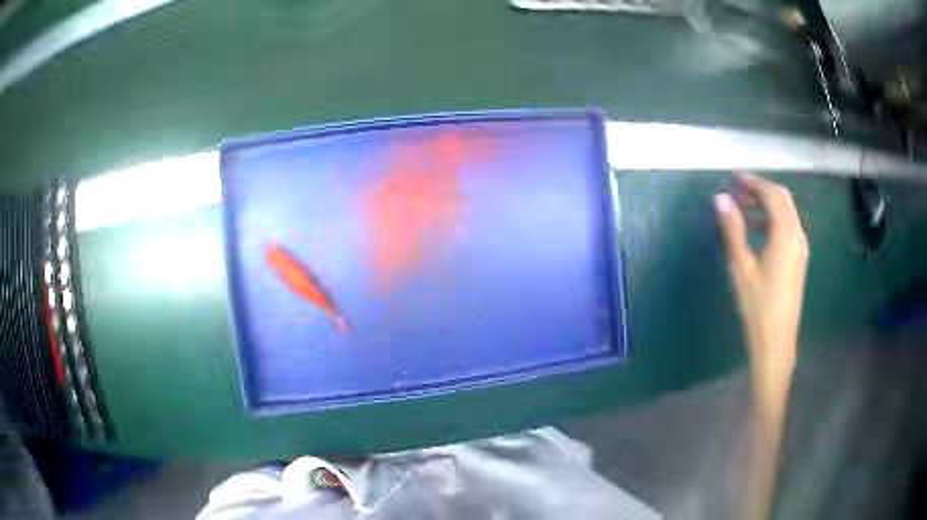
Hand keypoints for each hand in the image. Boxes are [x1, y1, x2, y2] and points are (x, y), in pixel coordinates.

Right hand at [715, 173, 808, 392]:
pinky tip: (756, 231)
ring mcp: (800, 248)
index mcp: (785, 233)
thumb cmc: (757, 306)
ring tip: (742, 208)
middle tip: (737, 190)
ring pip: (786, 213)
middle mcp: (797, 235)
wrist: (776, 342)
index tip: (733, 177)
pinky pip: (787, 227)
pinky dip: (772, 220)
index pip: (771, 194)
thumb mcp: (741, 267)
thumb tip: (721, 198)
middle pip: (782, 199)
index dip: (753, 181)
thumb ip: (732, 229)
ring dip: (766, 204)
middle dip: (760, 190)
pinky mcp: (798, 259)